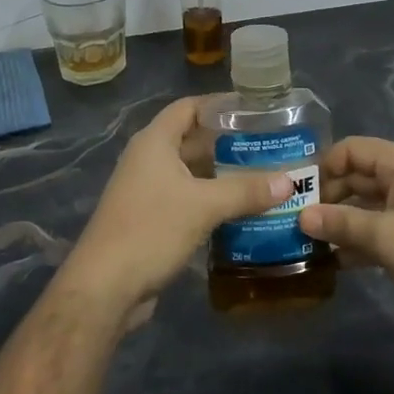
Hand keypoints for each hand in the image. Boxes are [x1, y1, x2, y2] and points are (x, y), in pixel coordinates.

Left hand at [59, 97, 291, 319]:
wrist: (104, 288)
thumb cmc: (151, 229)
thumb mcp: (204, 206)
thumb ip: (246, 191)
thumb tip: (289, 181)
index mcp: (155, 142)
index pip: (189, 107)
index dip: (219, 105)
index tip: (254, 110)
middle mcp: (148, 159)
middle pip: (192, 139)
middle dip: (228, 143)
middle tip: (267, 147)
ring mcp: (147, 191)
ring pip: (190, 173)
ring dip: (221, 175)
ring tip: (262, 177)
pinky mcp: (149, 219)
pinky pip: (186, 199)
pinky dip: (211, 200)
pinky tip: (240, 210)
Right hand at [299, 136, 393, 327]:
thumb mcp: (384, 237)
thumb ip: (340, 224)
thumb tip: (301, 216)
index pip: (351, 149)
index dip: (323, 166)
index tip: (297, 194)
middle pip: (358, 176)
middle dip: (328, 197)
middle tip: (297, 222)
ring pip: (368, 204)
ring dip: (342, 221)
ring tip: (309, 242)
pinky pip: (381, 226)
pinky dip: (360, 239)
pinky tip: (338, 260)